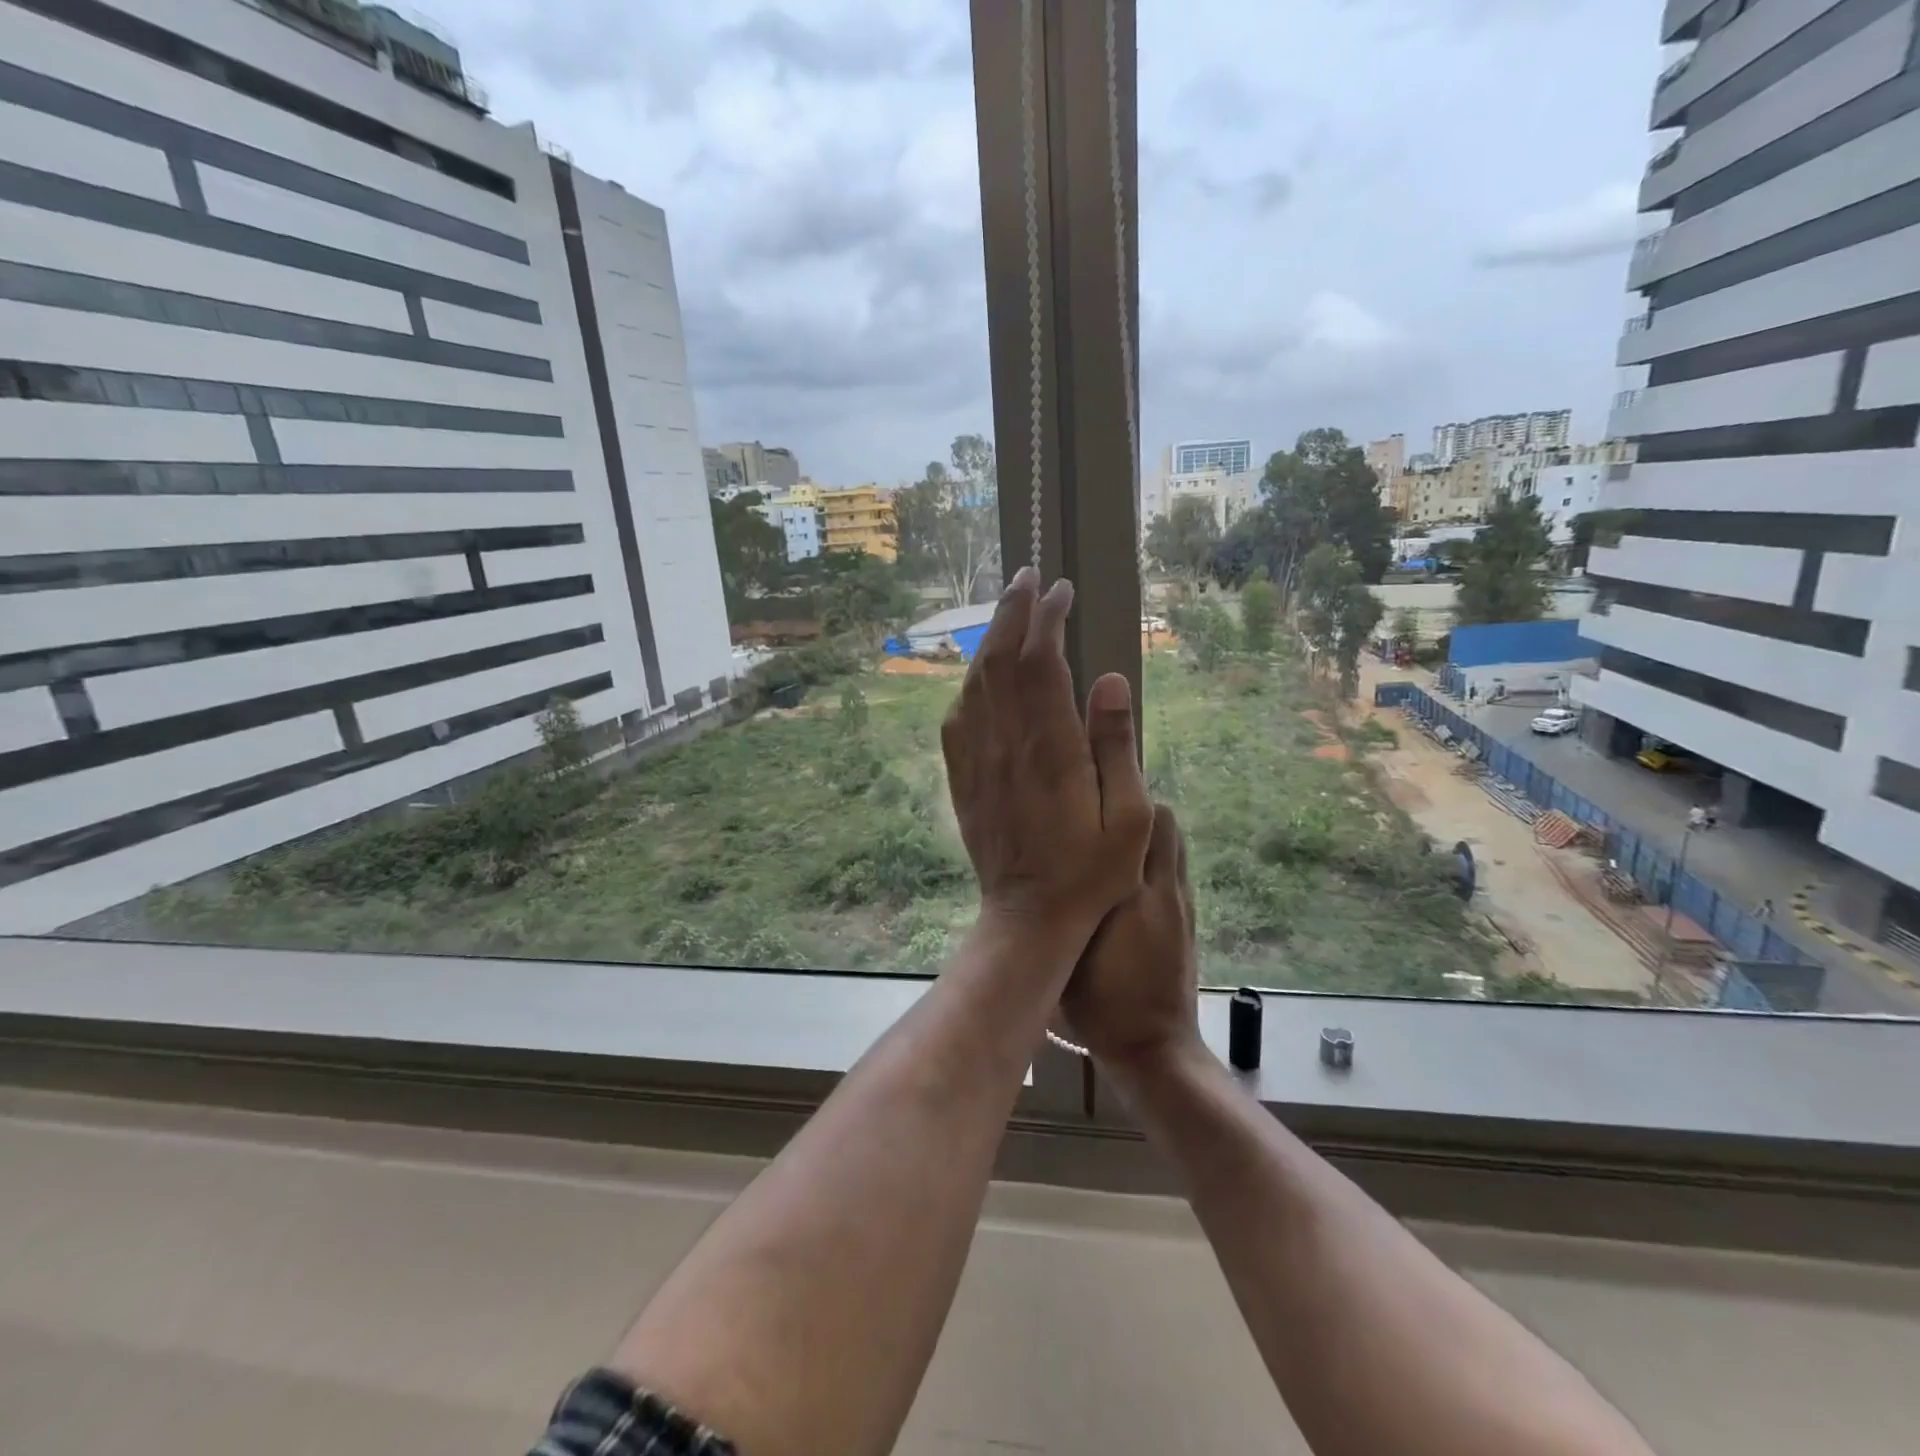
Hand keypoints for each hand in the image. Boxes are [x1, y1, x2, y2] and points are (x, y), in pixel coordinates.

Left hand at [942, 567, 1153, 940]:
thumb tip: (1110, 679)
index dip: (1048, 619)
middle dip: (1013, 611)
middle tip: (1028, 577)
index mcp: (1050, 748)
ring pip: (976, 681)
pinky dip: (972, 680)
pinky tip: (982, 672)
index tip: (1062, 591)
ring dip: (990, 639)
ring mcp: (977, 760)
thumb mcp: (1129, 816)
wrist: (1028, 916)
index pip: (1040, 662)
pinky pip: (960, 714)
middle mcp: (1006, 744)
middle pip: (1000, 659)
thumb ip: (1118, 744)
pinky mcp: (962, 777)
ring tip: (1008, 610)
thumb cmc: (1090, 873)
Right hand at [1061, 805, 1201, 1074]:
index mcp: (1132, 891)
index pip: (1143, 820)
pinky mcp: (1188, 918)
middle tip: (1098, 809)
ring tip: (1113, 836)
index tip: (1091, 781)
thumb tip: (1059, 859)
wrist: (1152, 1047)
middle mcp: (1163, 887)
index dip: (1119, 794)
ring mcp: (1180, 902)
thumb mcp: (1069, 950)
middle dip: (1136, 805)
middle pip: (1164, 821)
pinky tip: (1128, 871)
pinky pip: (1175, 867)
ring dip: (1148, 830)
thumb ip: (1068, 902)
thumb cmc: (1100, 1001)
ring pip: (1173, 842)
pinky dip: (1156, 855)